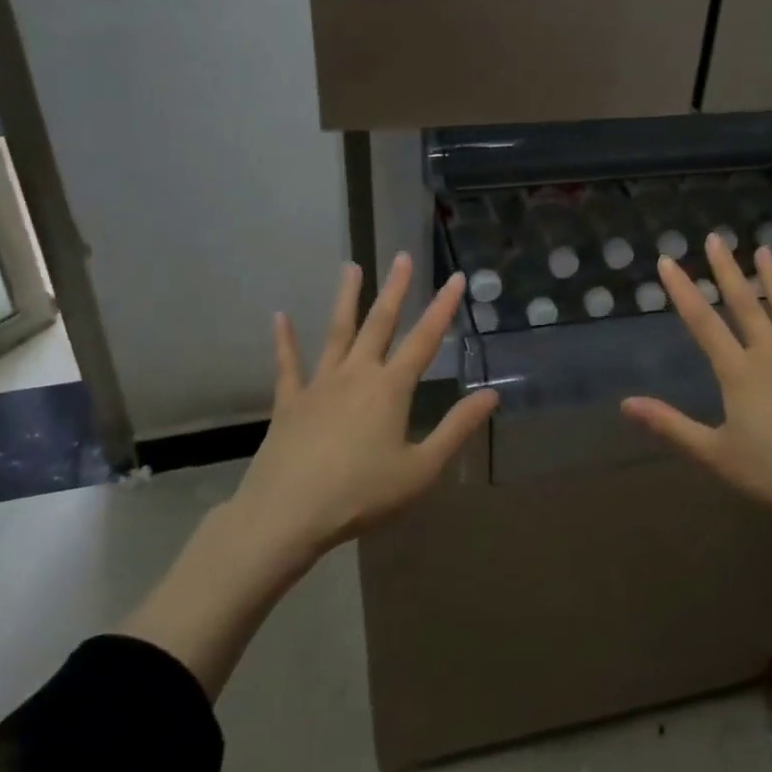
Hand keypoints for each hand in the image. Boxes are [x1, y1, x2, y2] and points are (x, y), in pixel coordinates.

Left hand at [233, 253, 498, 565]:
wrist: (286, 514)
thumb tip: (491, 394)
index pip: (424, 340)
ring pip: (336, 332)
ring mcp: (319, 385)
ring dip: (346, 298)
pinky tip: (280, 317)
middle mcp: (356, 374)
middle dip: (395, 289)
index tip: (456, 277)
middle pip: (380, 324)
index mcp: (390, 389)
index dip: (443, 307)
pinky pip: (288, 365)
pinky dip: (284, 340)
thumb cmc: (361, 495)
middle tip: (402, 256)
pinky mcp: (290, 402)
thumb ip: (456, 428)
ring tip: (350, 266)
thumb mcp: (421, 469)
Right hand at [622, 236, 771, 620]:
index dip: (683, 291)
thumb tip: (626, 403)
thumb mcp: (715, 454)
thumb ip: (670, 425)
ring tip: (765, 250)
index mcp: (739, 372)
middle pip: (745, 305)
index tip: (668, 261)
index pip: (703, 323)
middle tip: (717, 238)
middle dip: (727, 270)